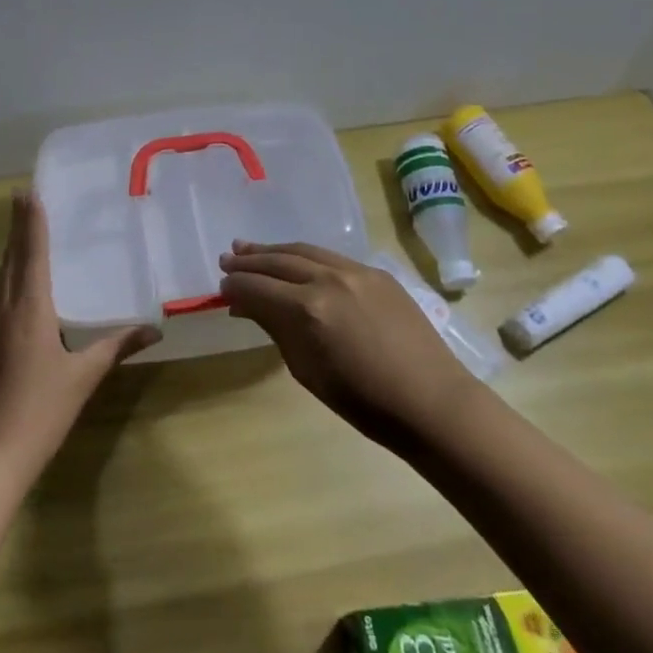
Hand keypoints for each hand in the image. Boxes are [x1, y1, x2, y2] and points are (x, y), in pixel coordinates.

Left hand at [0, 191, 159, 479]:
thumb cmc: (41, 410)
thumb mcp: (84, 376)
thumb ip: (116, 346)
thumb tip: (154, 328)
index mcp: (29, 310)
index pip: (31, 255)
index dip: (30, 223)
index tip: (28, 192)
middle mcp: (7, 309)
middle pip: (11, 258)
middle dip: (18, 226)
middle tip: (23, 196)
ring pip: (2, 275)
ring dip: (11, 247)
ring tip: (20, 225)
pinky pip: (1, 293)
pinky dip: (10, 272)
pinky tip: (17, 278)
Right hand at [220, 240, 478, 451]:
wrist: (430, 401)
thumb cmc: (363, 402)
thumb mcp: (307, 371)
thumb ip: (276, 330)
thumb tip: (248, 307)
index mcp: (307, 310)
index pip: (258, 288)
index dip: (236, 288)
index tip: (221, 289)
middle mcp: (328, 279)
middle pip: (278, 261)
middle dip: (249, 261)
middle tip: (227, 260)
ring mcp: (355, 271)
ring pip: (304, 251)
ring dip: (274, 250)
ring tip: (250, 249)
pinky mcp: (376, 272)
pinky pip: (330, 257)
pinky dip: (305, 257)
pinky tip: (295, 261)